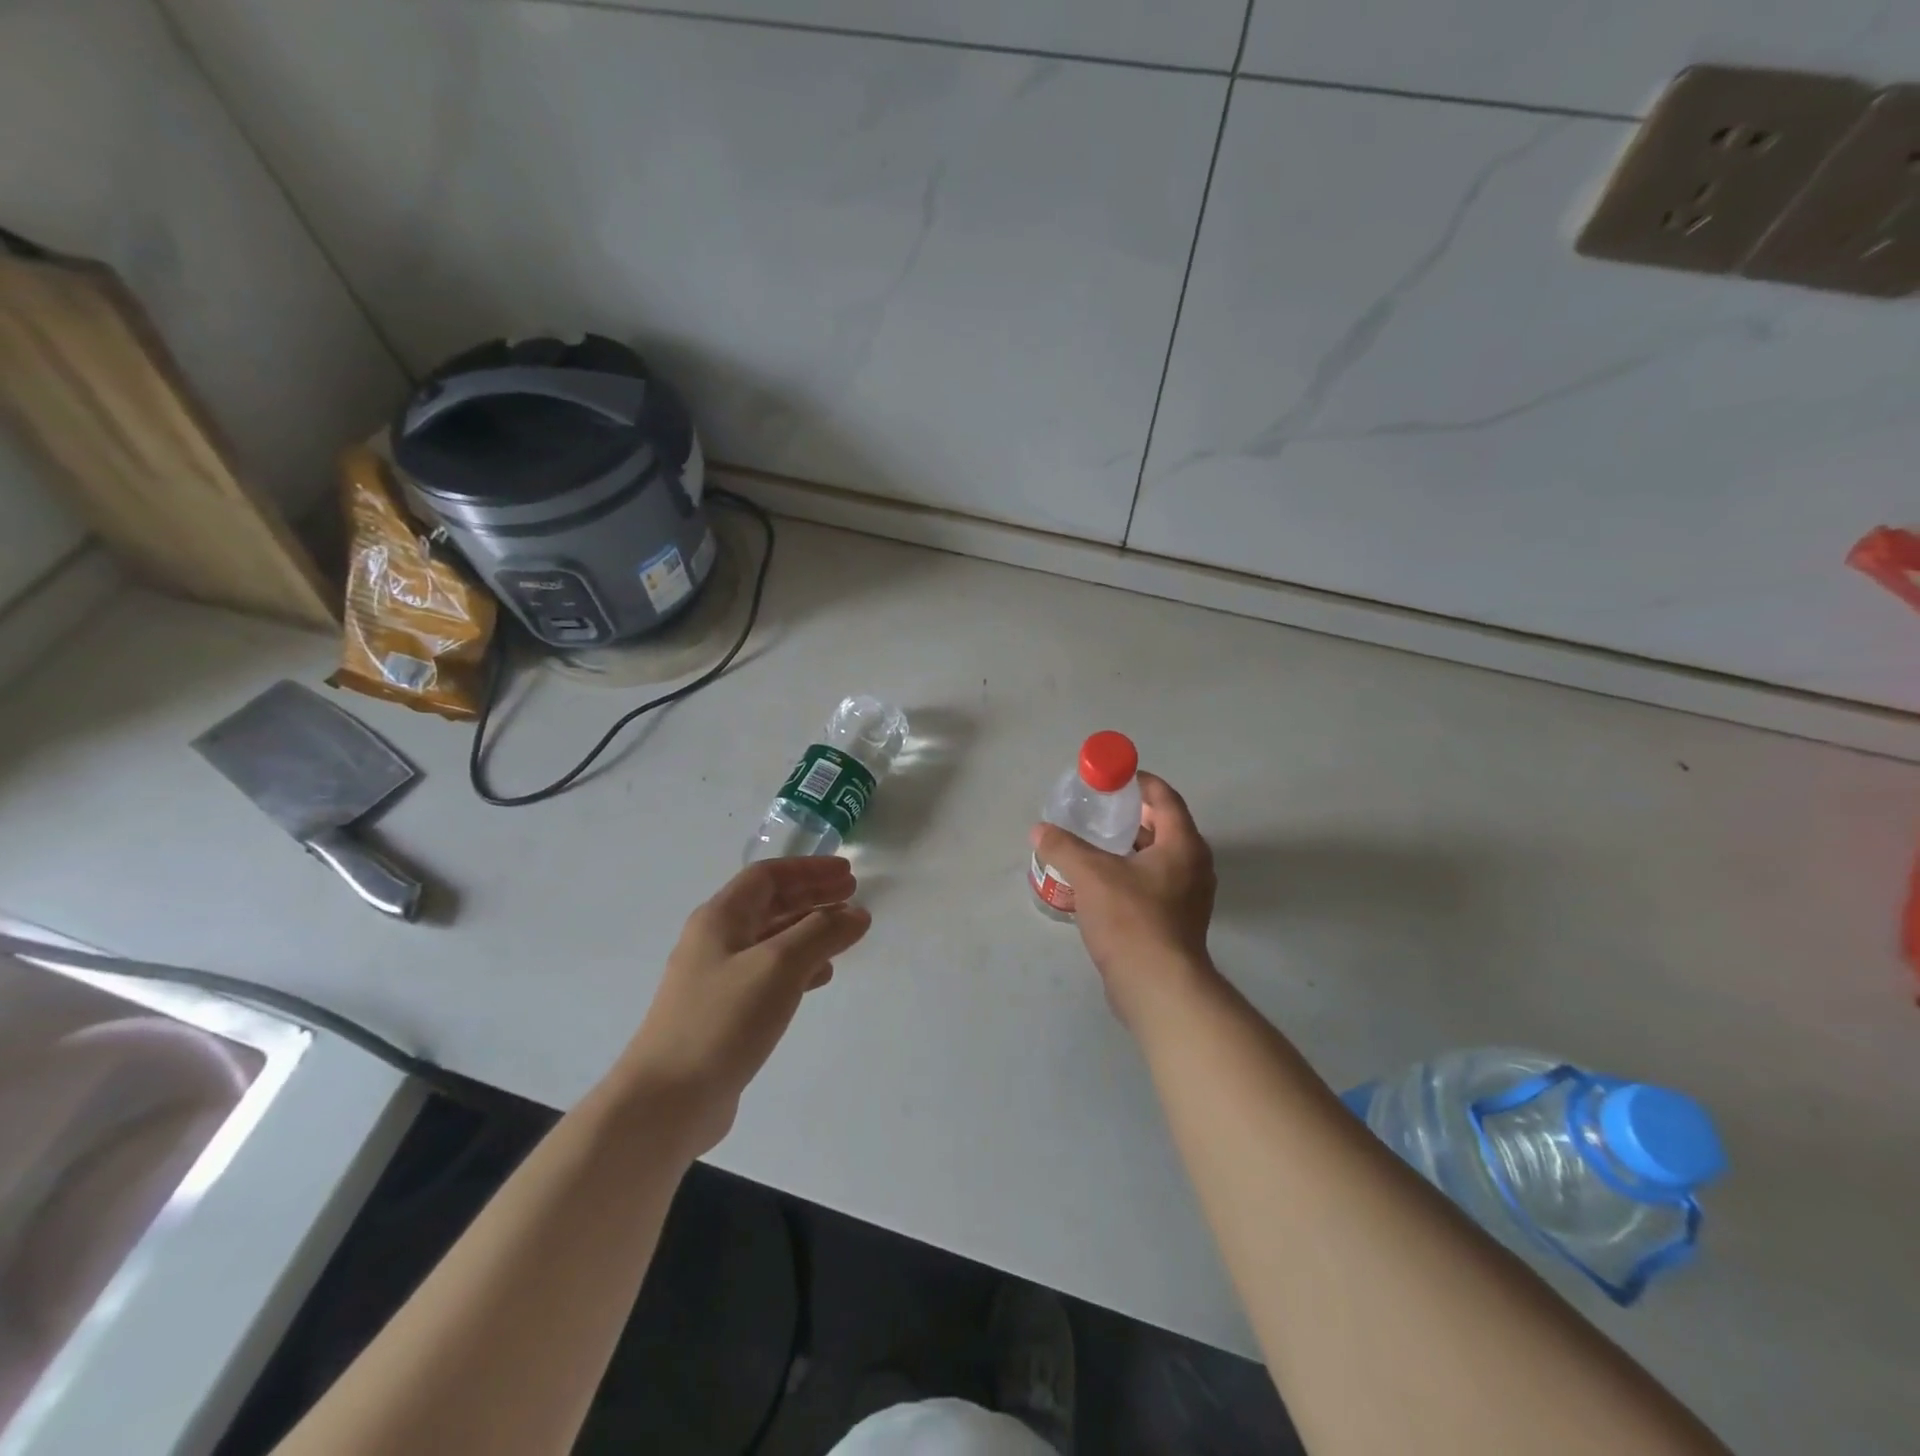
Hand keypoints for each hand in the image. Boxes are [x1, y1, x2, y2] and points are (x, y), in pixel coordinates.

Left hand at [612, 857, 870, 1155]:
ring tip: (845, 935)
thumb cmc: (722, 1020)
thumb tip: (857, 913)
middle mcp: (716, 941)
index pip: (768, 876)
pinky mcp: (724, 1014)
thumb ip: (821, 933)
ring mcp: (717, 979)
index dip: (810, 870)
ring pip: (772, 940)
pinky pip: (769, 974)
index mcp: (720, 918)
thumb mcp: (779, 966)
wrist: (667, 1101)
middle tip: (853, 896)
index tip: (848, 873)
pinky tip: (821, 977)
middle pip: (770, 905)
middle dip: (812, 896)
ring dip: (809, 930)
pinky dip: (799, 967)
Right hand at [1030, 772, 1217, 1025]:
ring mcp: (1190, 896)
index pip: (1165, 798)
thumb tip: (1039, 830)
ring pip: (1160, 857)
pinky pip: (1156, 883)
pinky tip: (1103, 882)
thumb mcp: (1090, 875)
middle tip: (1098, 810)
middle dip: (1132, 815)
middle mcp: (1195, 866)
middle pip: (1165, 826)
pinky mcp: (1179, 922)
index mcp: (1183, 845)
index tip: (1112, 778)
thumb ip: (1063, 847)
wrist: (1157, 987)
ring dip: (1131, 846)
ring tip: (1095, 843)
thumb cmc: (1130, 920)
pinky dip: (1133, 873)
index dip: (1139, 782)